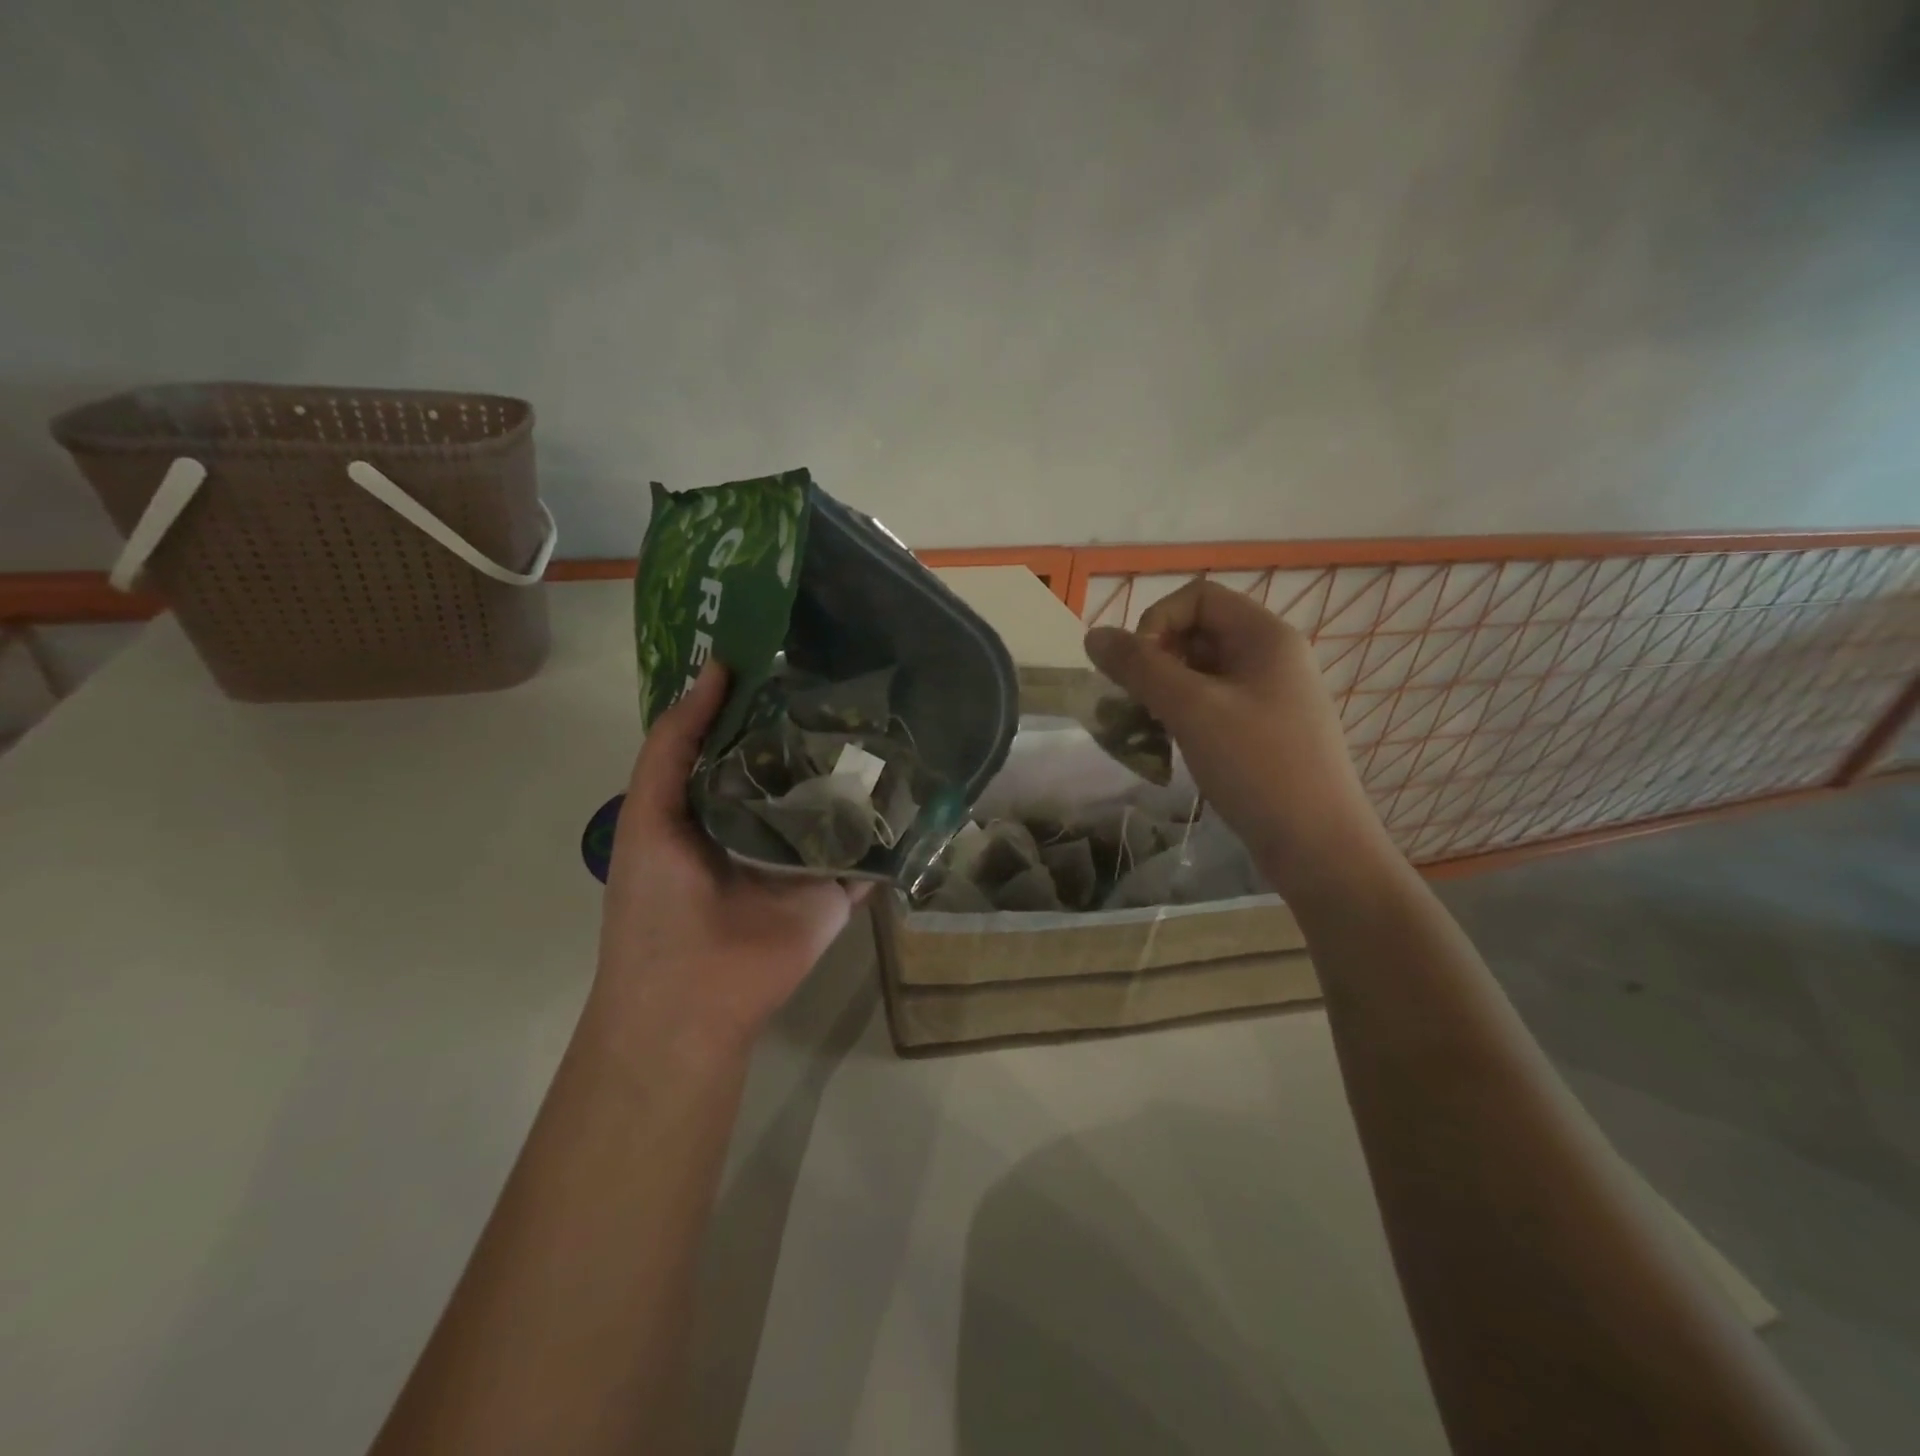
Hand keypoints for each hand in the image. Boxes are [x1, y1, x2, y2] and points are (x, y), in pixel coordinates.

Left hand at [590, 662, 867, 1059]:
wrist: (690, 997)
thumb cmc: (656, 901)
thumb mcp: (649, 811)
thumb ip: (674, 744)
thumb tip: (717, 669)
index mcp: (719, 802)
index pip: (749, 739)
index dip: (766, 698)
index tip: (797, 653)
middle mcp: (767, 822)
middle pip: (801, 766)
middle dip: (823, 728)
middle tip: (860, 676)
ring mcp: (808, 856)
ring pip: (841, 803)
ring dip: (863, 770)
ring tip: (898, 716)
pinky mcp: (842, 887)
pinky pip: (872, 850)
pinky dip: (894, 825)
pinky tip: (922, 783)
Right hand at [1084, 579, 1391, 896]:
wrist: (1317, 847)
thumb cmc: (1258, 767)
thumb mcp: (1192, 709)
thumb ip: (1139, 667)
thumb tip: (1093, 635)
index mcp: (1266, 636)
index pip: (1197, 597)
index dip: (1156, 622)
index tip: (1138, 669)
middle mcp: (1272, 656)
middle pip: (1198, 632)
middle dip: (1156, 661)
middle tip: (1135, 703)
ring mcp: (1270, 696)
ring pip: (1201, 672)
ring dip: (1164, 692)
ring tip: (1146, 729)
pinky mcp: (1264, 731)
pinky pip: (1213, 705)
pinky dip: (1183, 716)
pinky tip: (1169, 747)